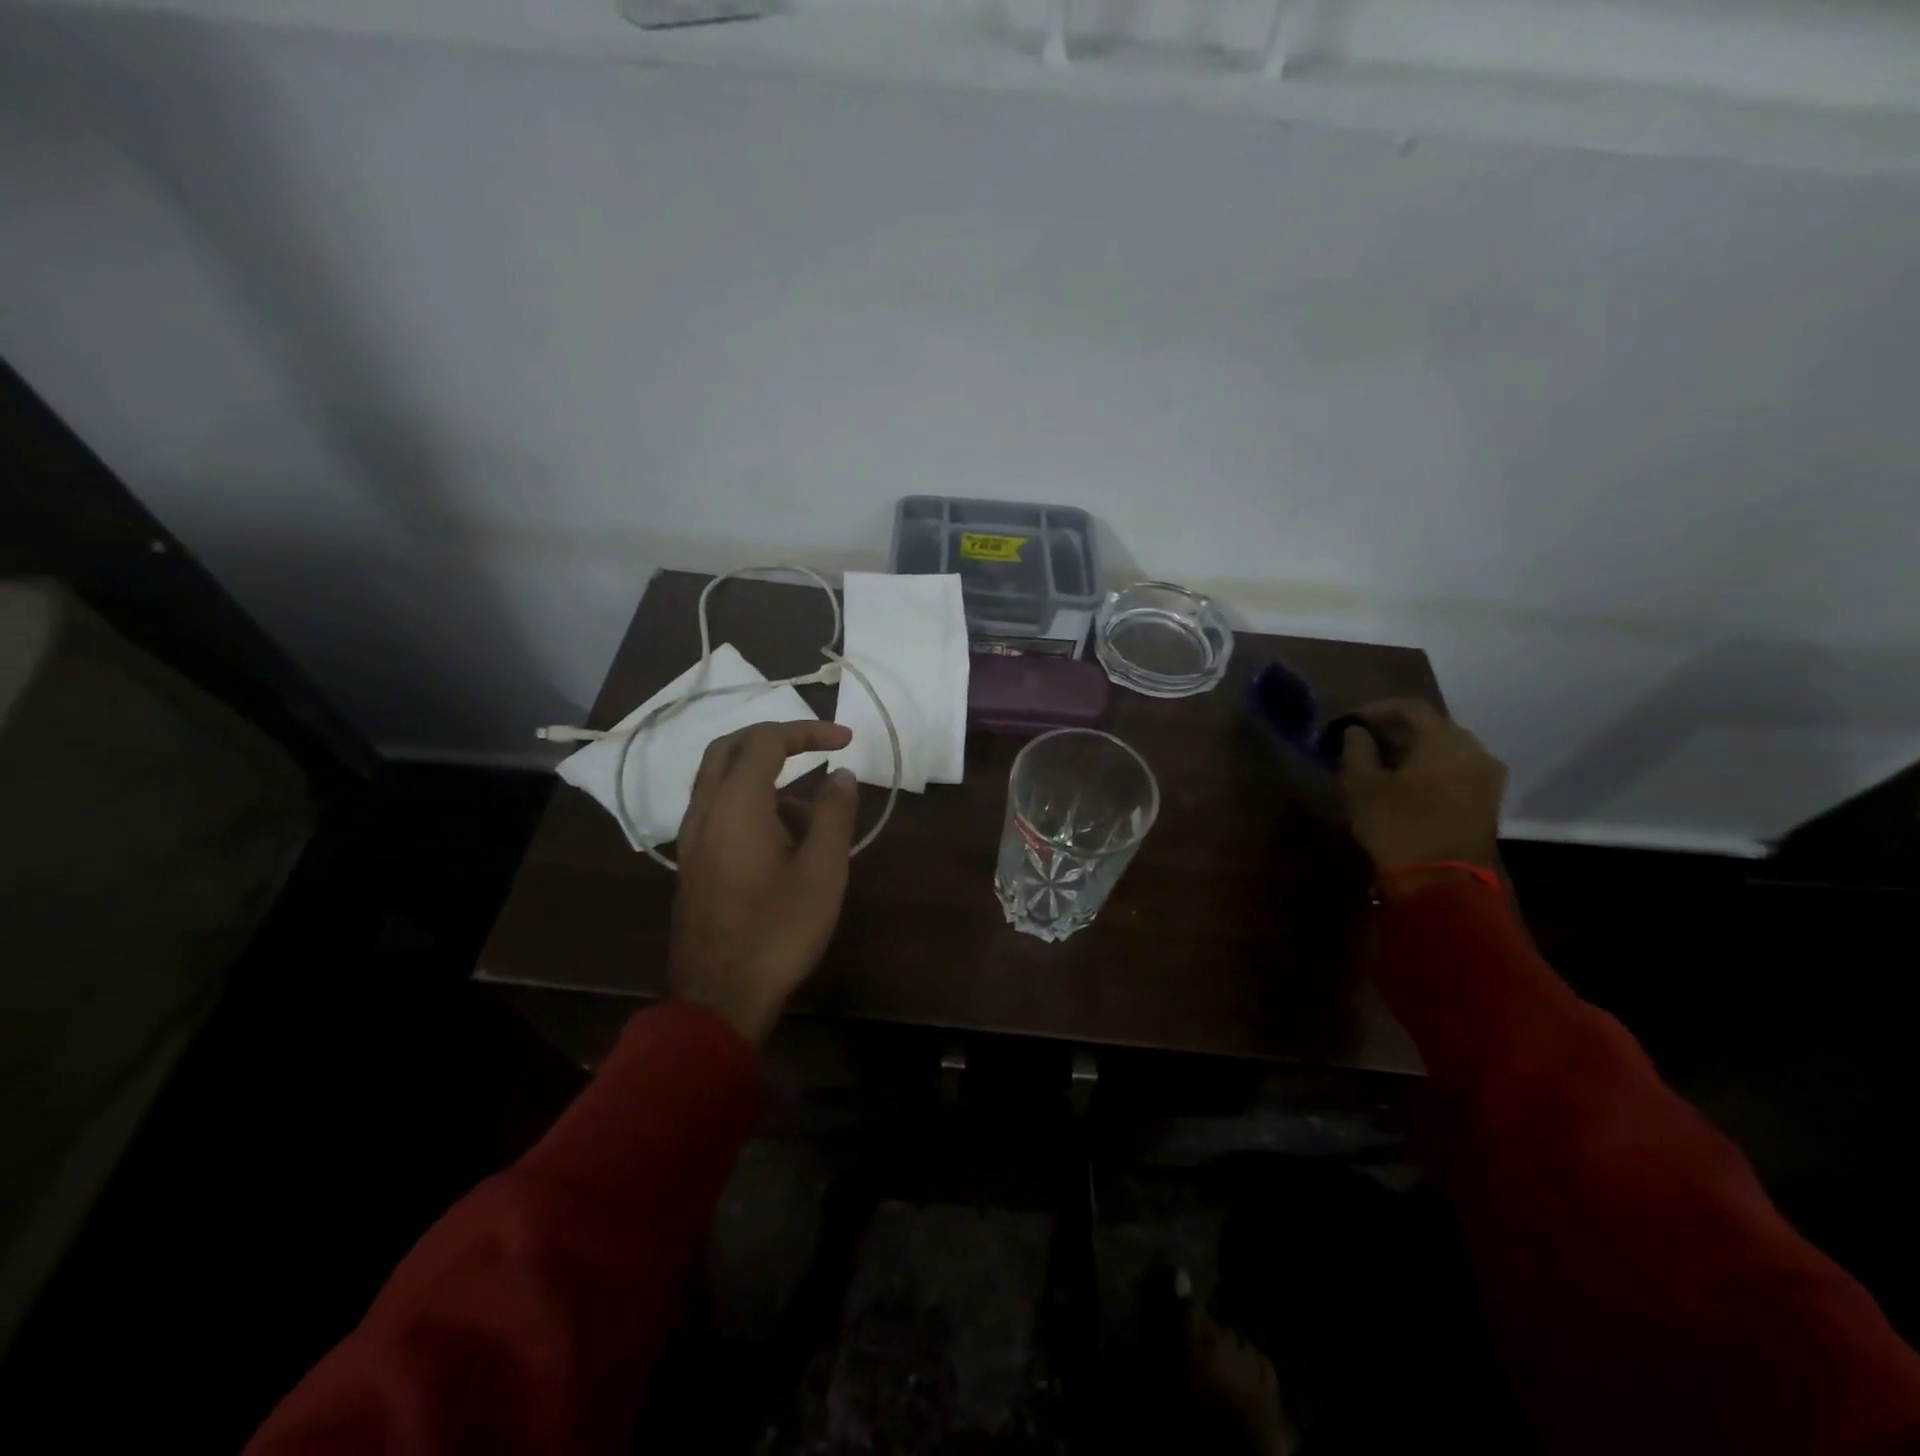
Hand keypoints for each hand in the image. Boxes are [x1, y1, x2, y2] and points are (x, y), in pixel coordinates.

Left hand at [668, 720, 859, 1044]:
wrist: (718, 998)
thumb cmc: (778, 931)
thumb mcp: (822, 871)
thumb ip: (834, 814)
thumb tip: (841, 775)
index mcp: (735, 804)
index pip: (766, 741)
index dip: (808, 731)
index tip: (846, 740)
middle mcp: (704, 811)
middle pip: (730, 748)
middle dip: (776, 739)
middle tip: (816, 746)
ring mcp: (691, 839)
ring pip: (721, 781)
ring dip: (765, 776)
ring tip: (813, 814)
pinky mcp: (692, 863)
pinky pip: (718, 811)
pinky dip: (750, 803)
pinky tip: (785, 842)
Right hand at [1340, 699, 1504, 887]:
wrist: (1441, 883)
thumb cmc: (1397, 826)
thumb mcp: (1362, 786)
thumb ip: (1357, 750)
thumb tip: (1357, 732)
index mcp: (1445, 740)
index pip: (1410, 708)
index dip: (1376, 709)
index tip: (1349, 721)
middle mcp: (1474, 750)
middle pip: (1432, 726)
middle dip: (1396, 730)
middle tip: (1364, 740)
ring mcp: (1488, 776)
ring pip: (1446, 748)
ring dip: (1414, 749)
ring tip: (1382, 762)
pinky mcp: (1489, 800)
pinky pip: (1457, 769)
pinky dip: (1431, 767)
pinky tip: (1406, 781)